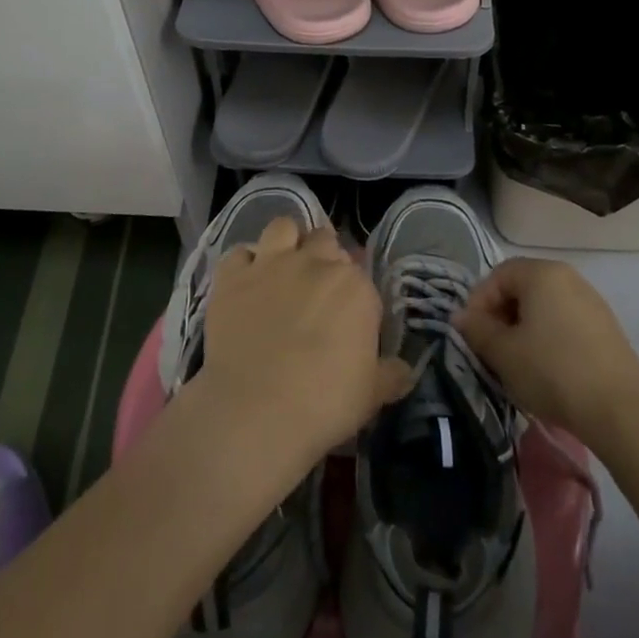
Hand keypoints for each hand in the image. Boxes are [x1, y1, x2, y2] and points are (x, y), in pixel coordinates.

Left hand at [196, 218, 411, 472]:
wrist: (255, 410)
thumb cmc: (323, 403)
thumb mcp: (371, 395)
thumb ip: (391, 375)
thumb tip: (406, 370)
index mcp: (355, 286)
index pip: (360, 273)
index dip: (353, 291)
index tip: (348, 313)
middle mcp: (314, 262)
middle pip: (324, 240)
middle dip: (323, 256)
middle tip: (317, 287)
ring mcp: (270, 263)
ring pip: (283, 227)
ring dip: (286, 241)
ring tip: (282, 266)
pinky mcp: (232, 275)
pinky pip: (239, 253)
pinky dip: (244, 264)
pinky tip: (245, 283)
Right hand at [456, 258, 638, 450]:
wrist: (620, 411)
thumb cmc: (552, 371)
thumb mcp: (504, 353)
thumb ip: (477, 330)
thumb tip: (460, 317)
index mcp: (542, 273)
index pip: (498, 275)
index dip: (479, 303)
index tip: (473, 335)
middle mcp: (568, 277)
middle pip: (522, 288)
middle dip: (501, 316)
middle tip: (492, 349)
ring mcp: (591, 301)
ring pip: (544, 306)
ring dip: (524, 328)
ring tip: (517, 362)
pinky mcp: (606, 328)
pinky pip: (565, 322)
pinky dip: (548, 337)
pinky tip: (547, 369)